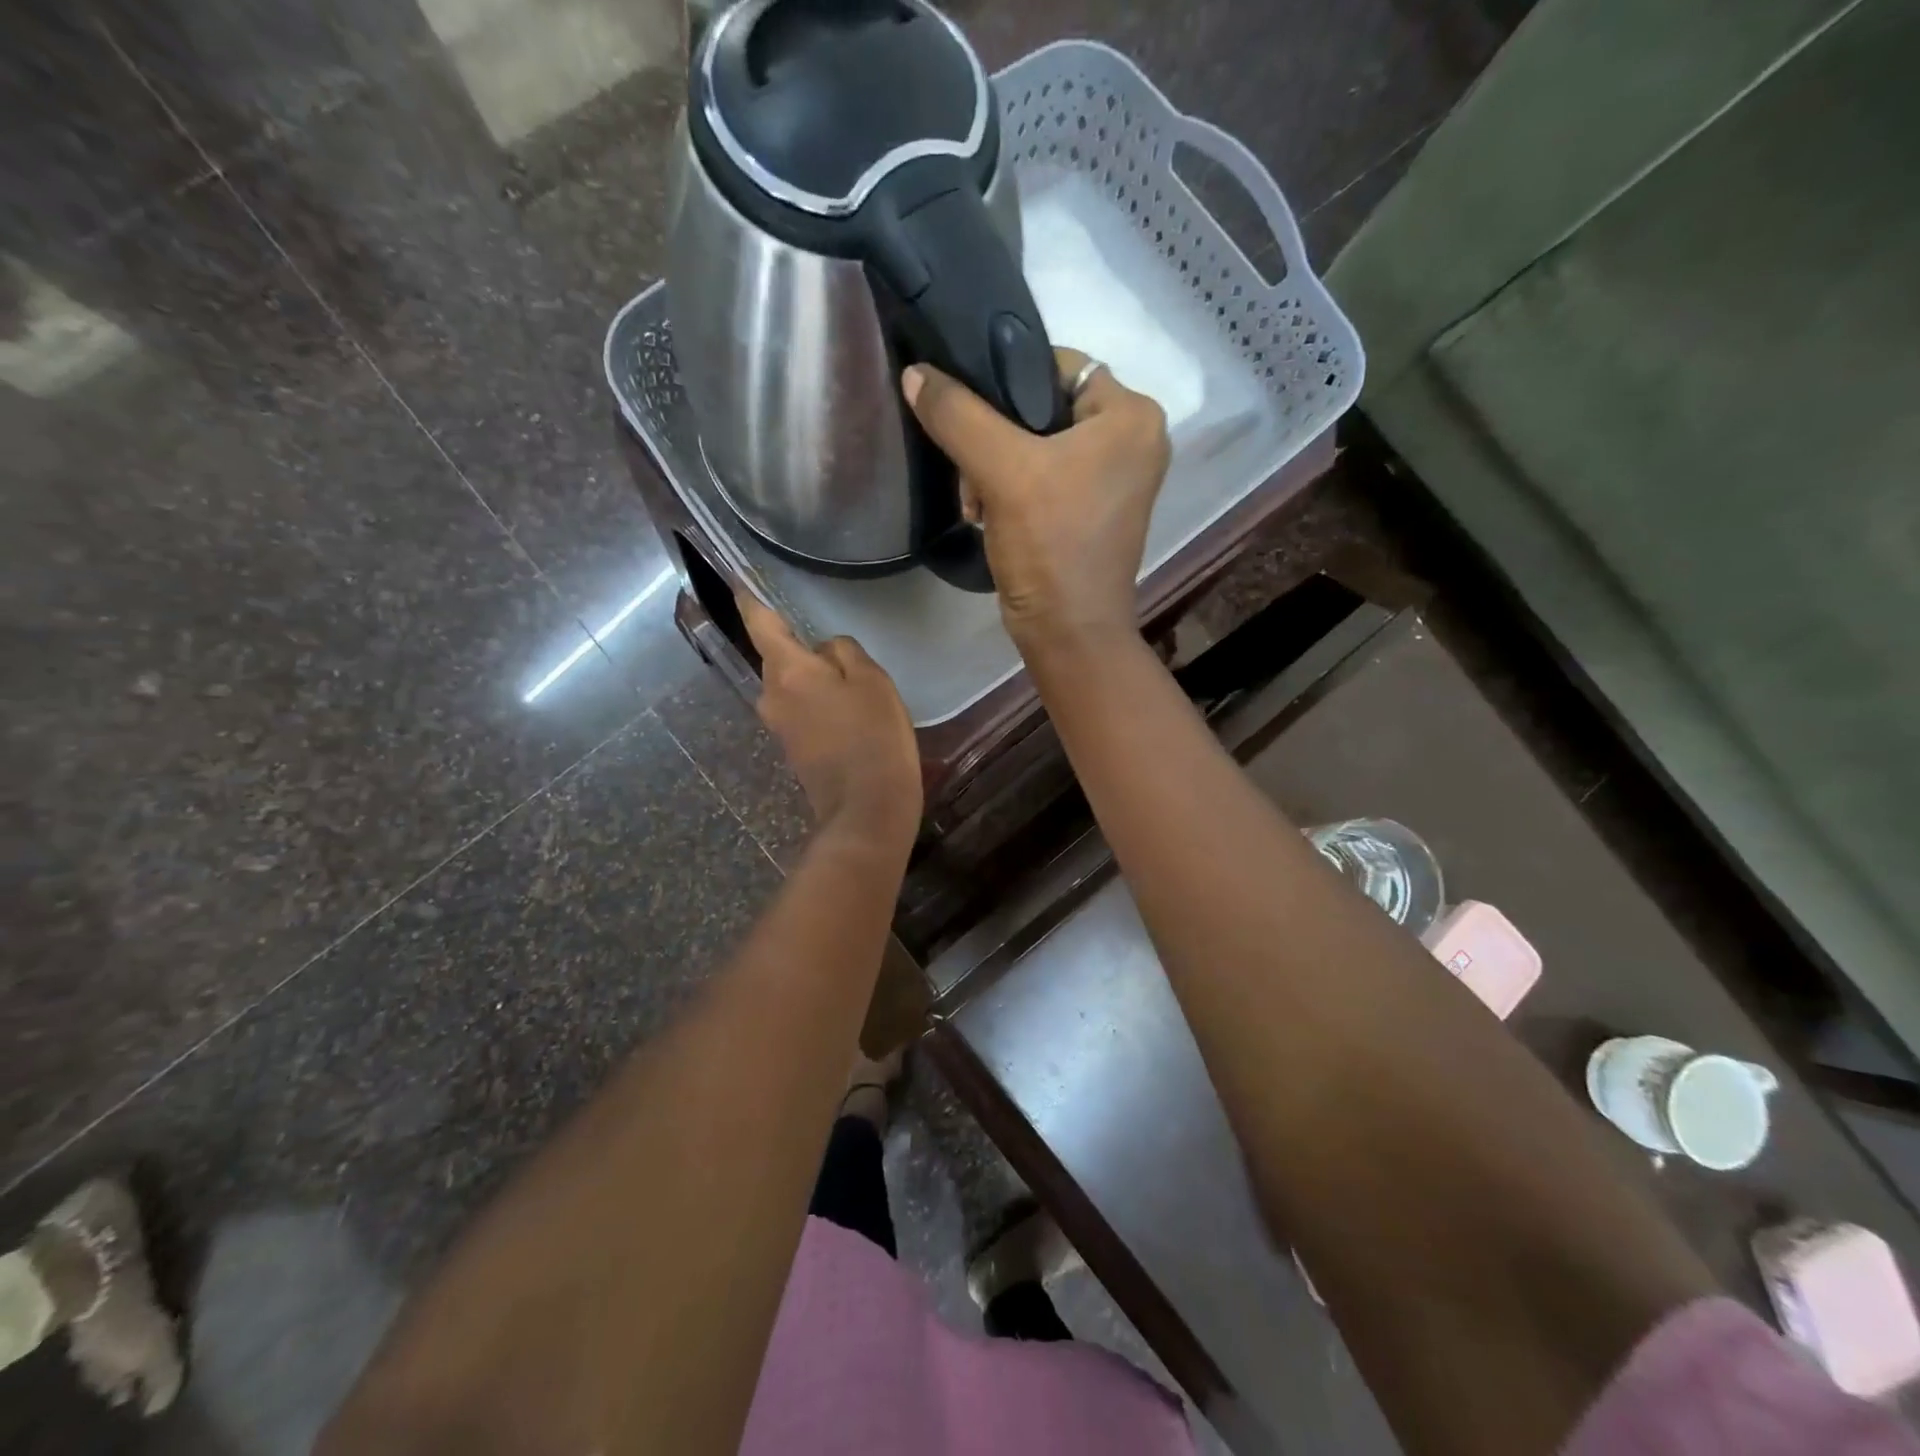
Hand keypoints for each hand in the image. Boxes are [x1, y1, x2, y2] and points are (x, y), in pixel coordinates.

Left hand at [737, 591, 921, 852]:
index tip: (741, 579)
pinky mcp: (792, 749)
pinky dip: (819, 703)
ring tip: (851, 682)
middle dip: (800, 646)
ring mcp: (779, 726)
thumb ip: (843, 652)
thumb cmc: (873, 736)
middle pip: (779, 656)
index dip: (750, 598)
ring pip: (792, 685)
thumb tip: (823, 650)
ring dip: (813, 678)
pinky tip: (849, 712)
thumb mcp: (871, 680)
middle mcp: (771, 695)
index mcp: (787, 670)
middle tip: (838, 647)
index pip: (760, 622)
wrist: (866, 810)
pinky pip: (801, 710)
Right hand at [903, 349, 1169, 659]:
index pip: (1058, 366)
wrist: (1068, 631)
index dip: (1007, 380)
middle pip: (1043, 408)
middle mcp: (1134, 440)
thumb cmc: (1050, 544)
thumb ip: (957, 415)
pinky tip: (987, 514)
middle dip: (994, 438)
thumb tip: (917, 375)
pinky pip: (1044, 477)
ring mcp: (1115, 479)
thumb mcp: (1001, 470)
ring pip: (1037, 445)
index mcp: (1132, 416)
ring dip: (995, 468)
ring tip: (976, 502)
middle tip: (970, 473)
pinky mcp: (1093, 511)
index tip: (969, 413)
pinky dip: (1011, 490)